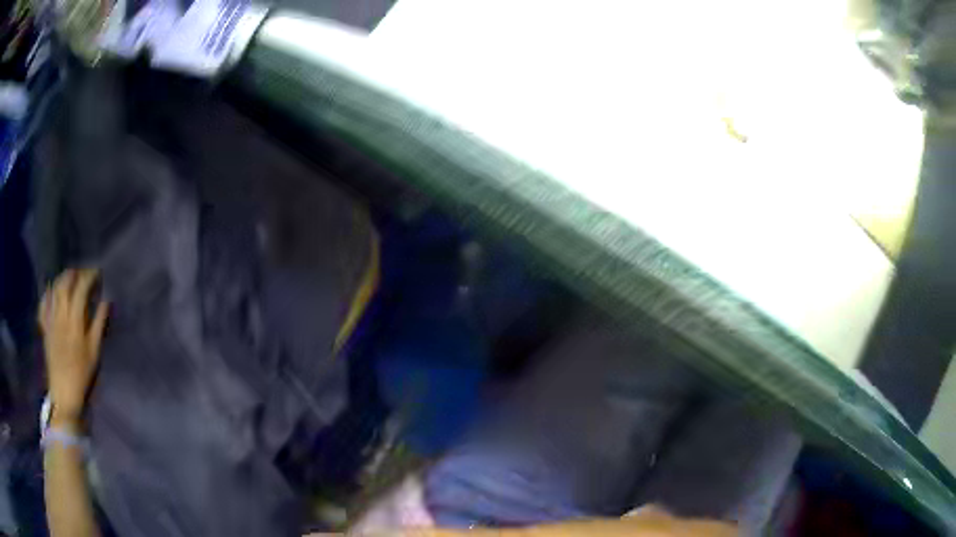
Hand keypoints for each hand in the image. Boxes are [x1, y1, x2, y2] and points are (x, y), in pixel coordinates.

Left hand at [39, 268, 109, 428]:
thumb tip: (107, 300)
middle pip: (66, 284)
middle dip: (76, 273)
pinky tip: (51, 291)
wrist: (64, 395)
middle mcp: (61, 315)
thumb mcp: (95, 353)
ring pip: (54, 290)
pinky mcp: (45, 328)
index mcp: (75, 320)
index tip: (99, 273)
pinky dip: (47, 294)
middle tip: (85, 273)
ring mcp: (51, 320)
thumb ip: (99, 324)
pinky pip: (43, 304)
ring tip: (70, 277)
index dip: (90, 277)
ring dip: (62, 279)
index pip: (82, 289)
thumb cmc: (83, 376)